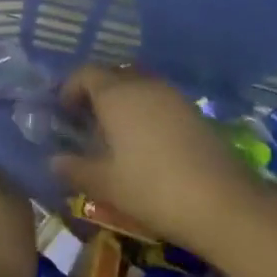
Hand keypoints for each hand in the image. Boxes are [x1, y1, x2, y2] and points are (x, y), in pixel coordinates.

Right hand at [52, 65, 262, 251]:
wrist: (222, 202)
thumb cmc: (152, 188)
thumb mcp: (105, 184)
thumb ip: (75, 168)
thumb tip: (54, 160)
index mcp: (116, 94)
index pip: (85, 73)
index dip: (70, 88)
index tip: (63, 111)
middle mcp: (143, 84)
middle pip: (113, 75)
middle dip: (96, 92)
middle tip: (86, 120)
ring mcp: (172, 95)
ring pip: (138, 85)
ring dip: (122, 101)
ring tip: (115, 133)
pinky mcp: (193, 111)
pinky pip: (159, 100)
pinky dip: (145, 111)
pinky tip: (145, 142)